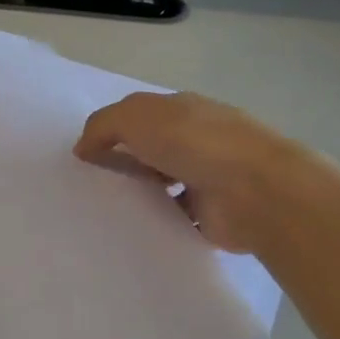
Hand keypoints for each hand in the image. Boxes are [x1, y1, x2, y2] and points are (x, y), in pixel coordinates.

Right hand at [73, 92, 300, 253]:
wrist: (257, 191)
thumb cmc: (194, 142)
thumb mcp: (135, 117)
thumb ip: (102, 126)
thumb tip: (82, 147)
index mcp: (181, 110)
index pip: (139, 116)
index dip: (111, 130)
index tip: (85, 154)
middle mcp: (195, 140)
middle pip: (149, 149)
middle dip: (122, 162)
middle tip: (87, 184)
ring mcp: (205, 177)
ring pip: (160, 183)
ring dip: (139, 192)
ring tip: (103, 209)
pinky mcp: (209, 214)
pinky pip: (173, 216)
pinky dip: (155, 221)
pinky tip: (130, 229)